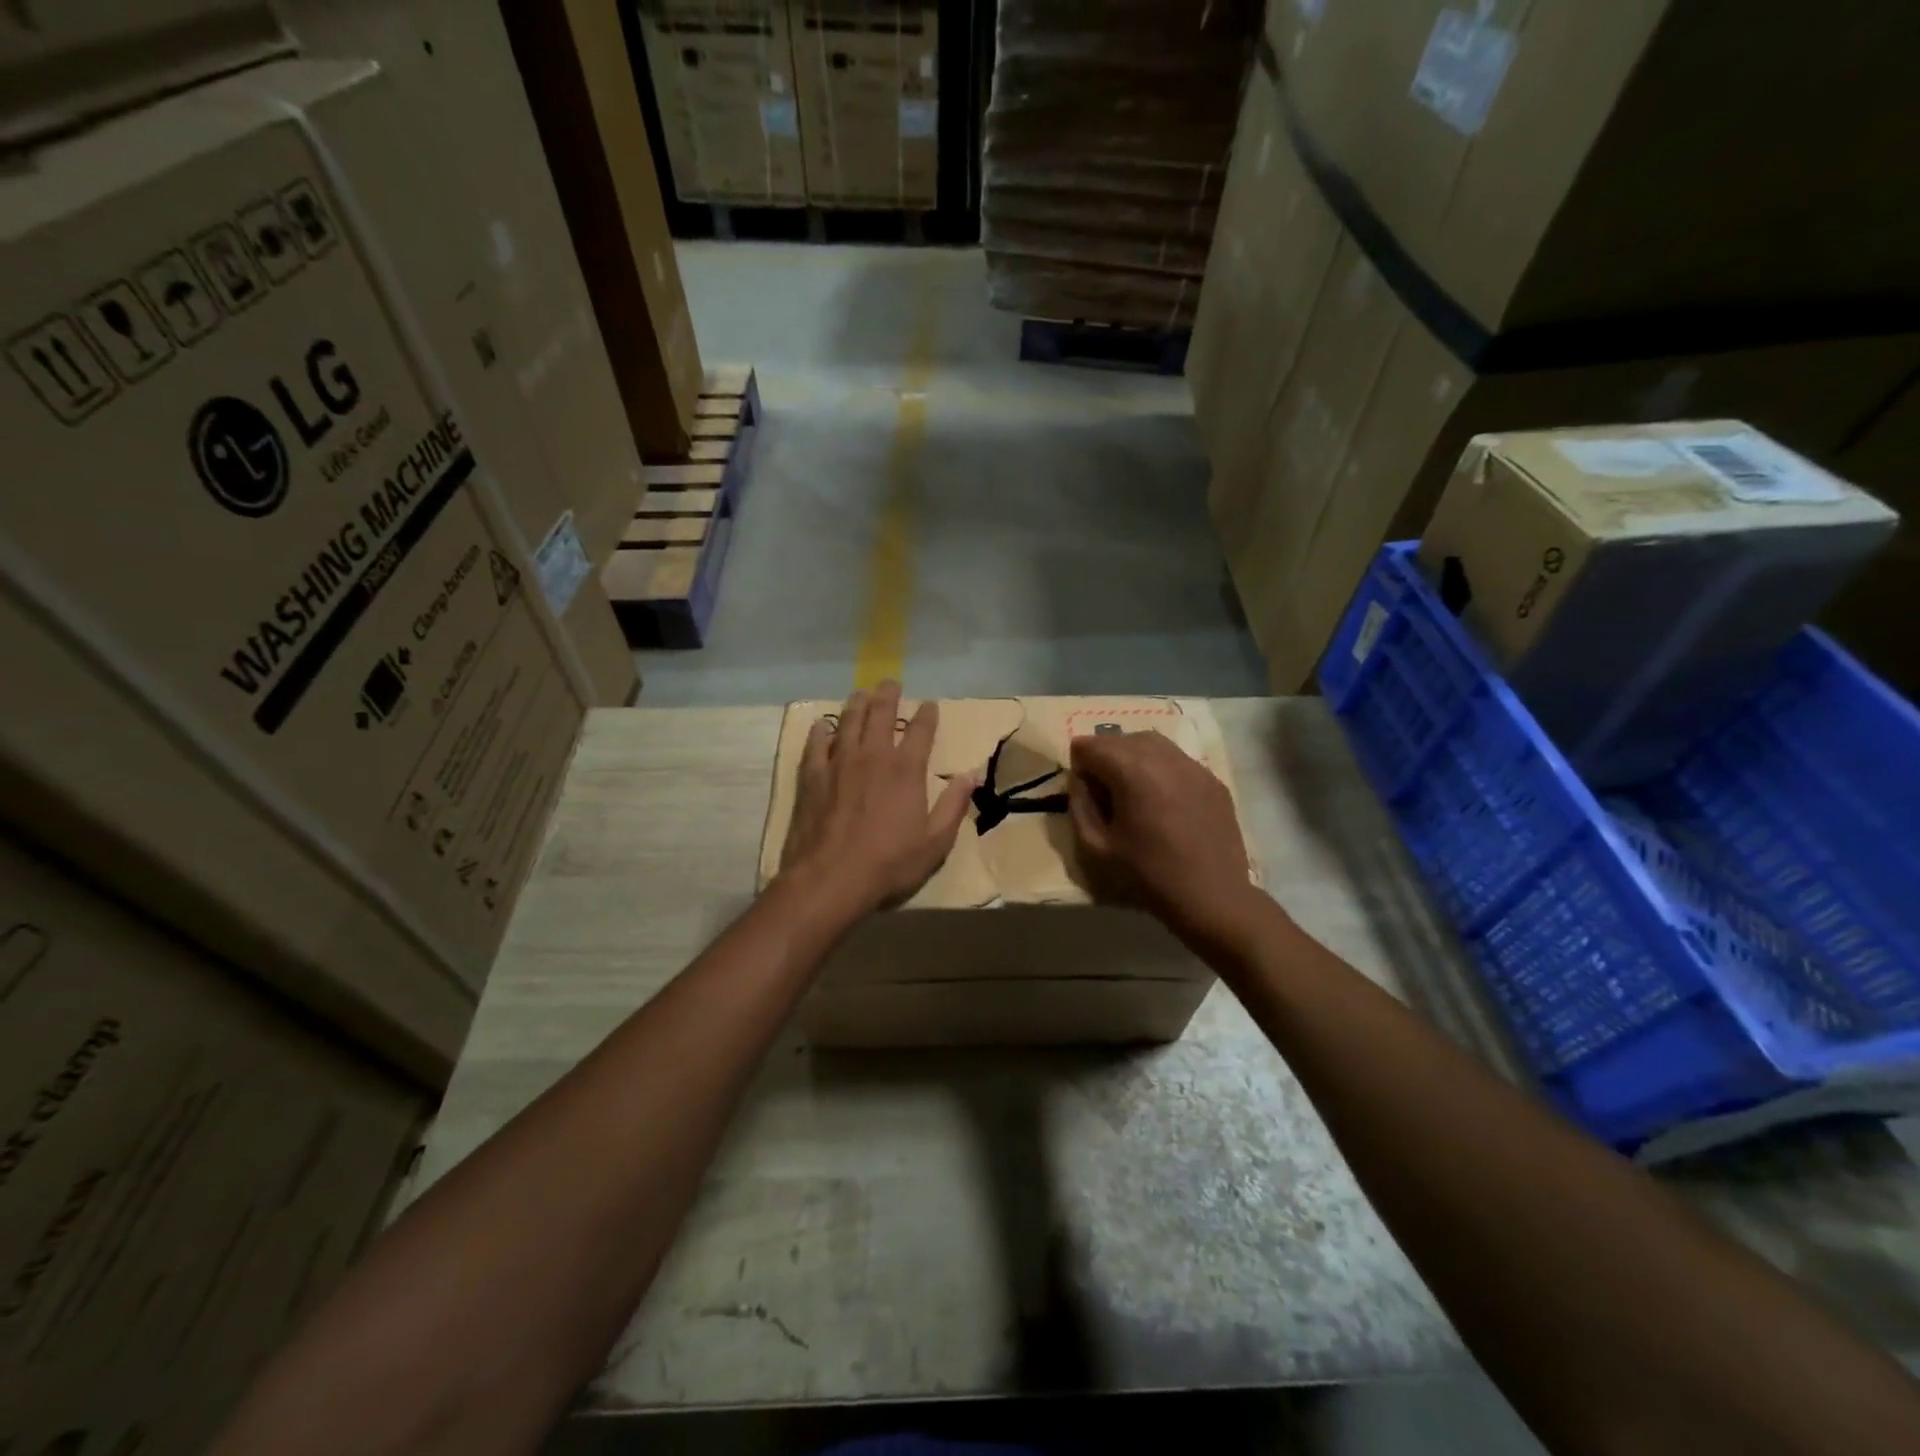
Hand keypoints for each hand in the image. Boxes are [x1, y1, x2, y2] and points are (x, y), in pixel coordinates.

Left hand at [780, 681, 974, 917]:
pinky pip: (816, 744)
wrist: (830, 880)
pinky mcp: (812, 777)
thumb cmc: (889, 864)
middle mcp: (873, 756)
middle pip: (881, 714)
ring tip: (861, 694)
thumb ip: (955, 804)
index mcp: (906, 769)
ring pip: (848, 721)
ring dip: (857, 704)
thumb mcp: (935, 842)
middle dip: (889, 695)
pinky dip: (821, 731)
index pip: (921, 730)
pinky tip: (823, 726)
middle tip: (891, 683)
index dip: (928, 715)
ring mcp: (839, 763)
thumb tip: (973, 774)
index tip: (930, 705)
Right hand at [1067, 730, 1258, 941]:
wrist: (1212, 897)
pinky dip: (1160, 768)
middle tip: (1102, 790)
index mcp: (1132, 771)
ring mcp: (1193, 766)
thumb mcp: (1095, 847)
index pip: (1090, 746)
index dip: (1078, 764)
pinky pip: (1177, 759)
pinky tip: (1161, 798)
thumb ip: (1079, 805)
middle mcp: (1163, 757)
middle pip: (1121, 739)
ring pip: (1152, 742)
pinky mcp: (1212, 780)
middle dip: (1104, 756)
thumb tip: (1080, 779)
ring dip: (1132, 756)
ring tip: (1130, 788)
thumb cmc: (1147, 875)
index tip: (1083, 791)